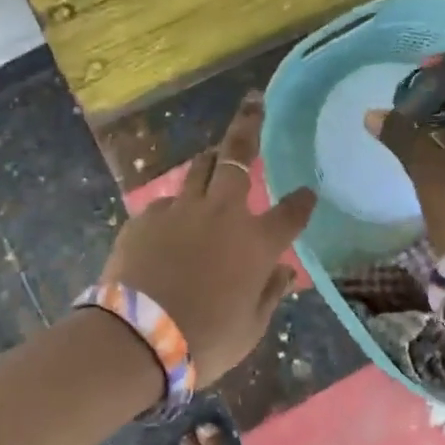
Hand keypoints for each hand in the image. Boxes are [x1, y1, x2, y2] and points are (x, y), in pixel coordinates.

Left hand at [100, 94, 316, 382]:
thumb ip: (269, 293)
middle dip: (250, 124)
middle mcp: (222, 214)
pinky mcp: (146, 218)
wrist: (136, 339)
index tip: (307, 193)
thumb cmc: (204, 341)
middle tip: (254, 103)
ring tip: (216, 155)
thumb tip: (282, 270)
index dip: (302, 201)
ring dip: (212, 159)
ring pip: (200, 168)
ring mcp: (181, 211)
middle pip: (238, 156)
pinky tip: (173, 226)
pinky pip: (167, 203)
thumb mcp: (250, 328)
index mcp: (255, 243)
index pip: (291, 212)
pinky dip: (177, 208)